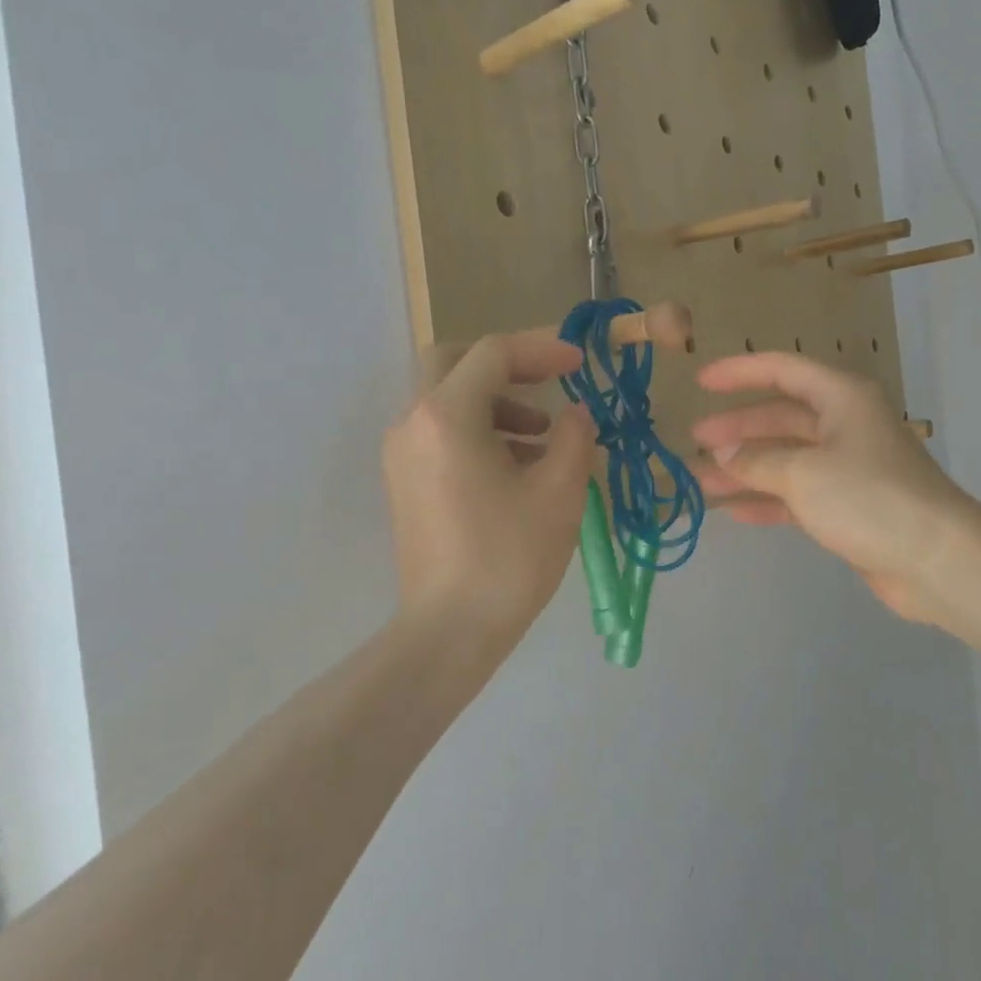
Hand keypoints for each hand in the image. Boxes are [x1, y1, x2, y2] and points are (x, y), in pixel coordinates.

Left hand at [384, 332, 595, 654]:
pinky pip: (441, 434)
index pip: (493, 354)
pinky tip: (518, 468)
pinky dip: (479, 431)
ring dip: (497, 402)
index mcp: (447, 415)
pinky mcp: (404, 482)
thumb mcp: (560, 491)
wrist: (450, 630)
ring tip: (545, 438)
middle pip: (454, 362)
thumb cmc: (509, 556)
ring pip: (447, 400)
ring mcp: (401, 454)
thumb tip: (577, 414)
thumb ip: (575, 436)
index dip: (542, 350)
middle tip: (549, 382)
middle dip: (507, 365)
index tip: (579, 365)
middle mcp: (413, 422)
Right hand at [691, 353, 977, 626]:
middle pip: (780, 418)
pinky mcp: (848, 506)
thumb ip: (755, 460)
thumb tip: (721, 451)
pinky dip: (766, 500)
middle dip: (736, 430)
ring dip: (744, 469)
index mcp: (841, 398)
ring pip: (785, 459)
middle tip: (694, 442)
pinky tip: (733, 511)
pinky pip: (797, 494)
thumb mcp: (803, 473)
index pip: (783, 370)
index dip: (740, 372)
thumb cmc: (868, 498)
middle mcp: (844, 425)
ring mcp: (847, 467)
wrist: (935, 559)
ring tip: (699, 481)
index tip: (700, 382)